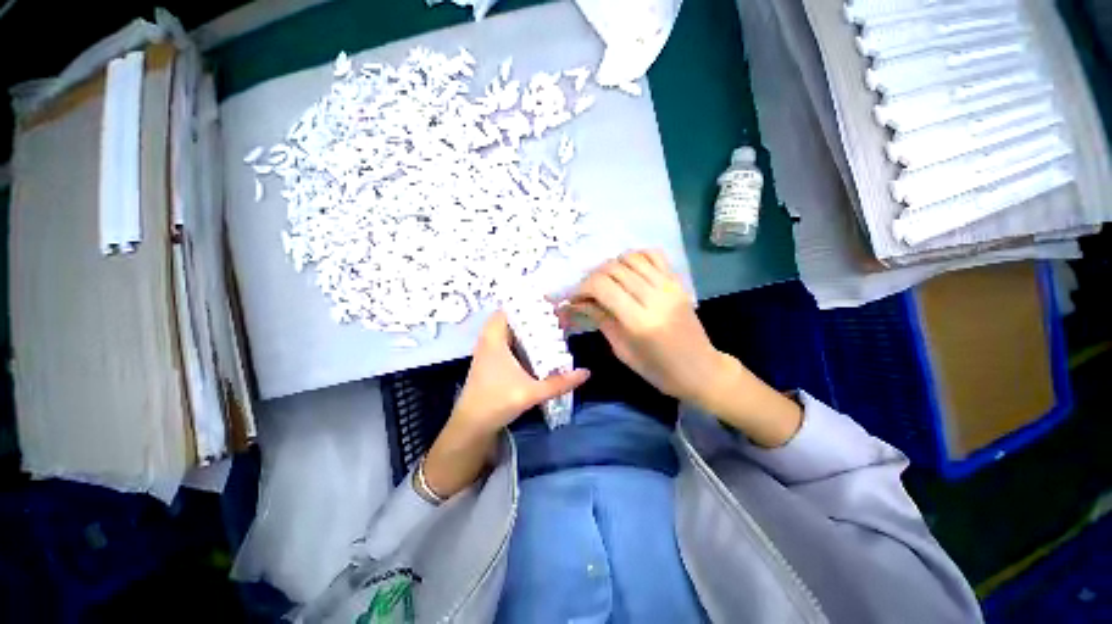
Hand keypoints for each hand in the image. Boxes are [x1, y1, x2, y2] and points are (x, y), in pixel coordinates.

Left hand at [423, 311, 588, 498]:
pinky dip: (521, 340)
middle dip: (532, 316)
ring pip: (509, 331)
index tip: (549, 303)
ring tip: (549, 328)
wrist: (471, 426)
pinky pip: (507, 342)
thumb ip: (559, 383)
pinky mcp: (491, 362)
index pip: (508, 309)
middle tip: (554, 316)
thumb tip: (586, 373)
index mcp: (495, 339)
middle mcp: (489, 340)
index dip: (527, 303)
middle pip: (511, 318)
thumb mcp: (531, 392)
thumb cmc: (496, 402)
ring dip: (526, 328)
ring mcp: (488, 351)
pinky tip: (537, 347)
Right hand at [560, 250, 724, 407]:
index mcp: (639, 321)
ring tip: (606, 281)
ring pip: (631, 258)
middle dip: (592, 277)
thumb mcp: (622, 350)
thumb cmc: (657, 370)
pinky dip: (635, 256)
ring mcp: (669, 286)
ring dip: (611, 265)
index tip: (574, 297)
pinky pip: (654, 255)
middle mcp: (655, 297)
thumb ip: (601, 320)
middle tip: (586, 291)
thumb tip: (578, 303)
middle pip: (614, 269)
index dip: (582, 287)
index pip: (602, 287)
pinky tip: (627, 270)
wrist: (700, 369)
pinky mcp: (678, 282)